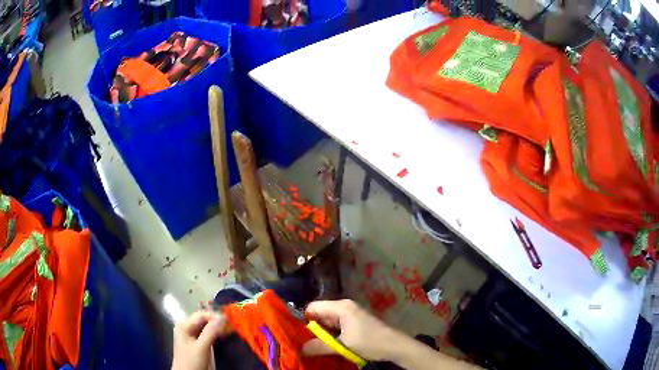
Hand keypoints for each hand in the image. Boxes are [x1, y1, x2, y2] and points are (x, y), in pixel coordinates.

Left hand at [171, 311, 228, 369]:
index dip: (215, 316)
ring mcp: (190, 334)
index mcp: (184, 325)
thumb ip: (211, 331)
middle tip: (230, 326)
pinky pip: (205, 333)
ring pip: (205, 327)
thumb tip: (222, 317)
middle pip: (203, 320)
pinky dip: (214, 334)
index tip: (229, 321)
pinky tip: (221, 336)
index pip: (201, 315)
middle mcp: (186, 326)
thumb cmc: (192, 360)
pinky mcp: (195, 341)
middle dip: (216, 322)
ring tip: (228, 331)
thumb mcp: (202, 346)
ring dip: (216, 328)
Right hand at [301, 299, 400, 360]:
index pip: (313, 307)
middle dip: (310, 328)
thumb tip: (298, 349)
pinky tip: (325, 345)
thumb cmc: (370, 342)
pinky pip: (336, 326)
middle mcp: (344, 306)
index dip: (302, 319)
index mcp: (341, 307)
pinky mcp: (354, 322)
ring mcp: (350, 314)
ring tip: (310, 346)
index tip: (294, 333)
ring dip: (320, 333)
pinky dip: (330, 335)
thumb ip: (320, 346)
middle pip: (319, 314)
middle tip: (300, 342)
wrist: (395, 345)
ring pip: (327, 322)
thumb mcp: (343, 345)